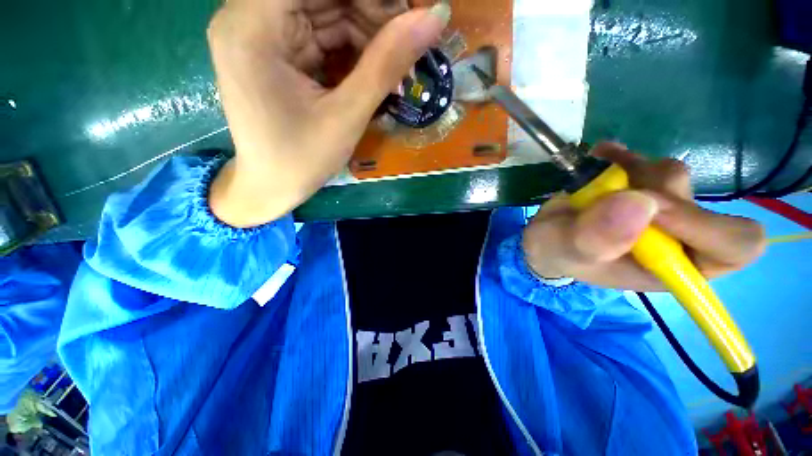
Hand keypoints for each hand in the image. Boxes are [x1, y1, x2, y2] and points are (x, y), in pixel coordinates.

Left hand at [207, 0, 450, 226]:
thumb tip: (435, 16)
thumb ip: (387, 63)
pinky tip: (372, 72)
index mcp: (252, 26)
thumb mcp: (347, 115)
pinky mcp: (274, 51)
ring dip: (366, 35)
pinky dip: (350, 50)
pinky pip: (320, 34)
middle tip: (406, 48)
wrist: (271, 187)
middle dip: (372, 16)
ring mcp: (259, 33)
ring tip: (394, 68)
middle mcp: (247, 17)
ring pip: (325, 11)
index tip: (407, 17)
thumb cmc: (302, 159)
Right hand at [521, 142, 766, 290]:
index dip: (706, 224)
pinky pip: (647, 160)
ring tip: (595, 182)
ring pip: (673, 175)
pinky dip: (622, 156)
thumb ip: (595, 239)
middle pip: (704, 203)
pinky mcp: (643, 187)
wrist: (547, 236)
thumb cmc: (557, 252)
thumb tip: (639, 203)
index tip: (651, 211)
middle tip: (610, 192)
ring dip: (632, 172)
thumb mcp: (566, 252)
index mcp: (674, 268)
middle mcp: (680, 238)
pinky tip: (602, 158)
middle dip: (654, 193)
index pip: (735, 246)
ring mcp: (663, 209)